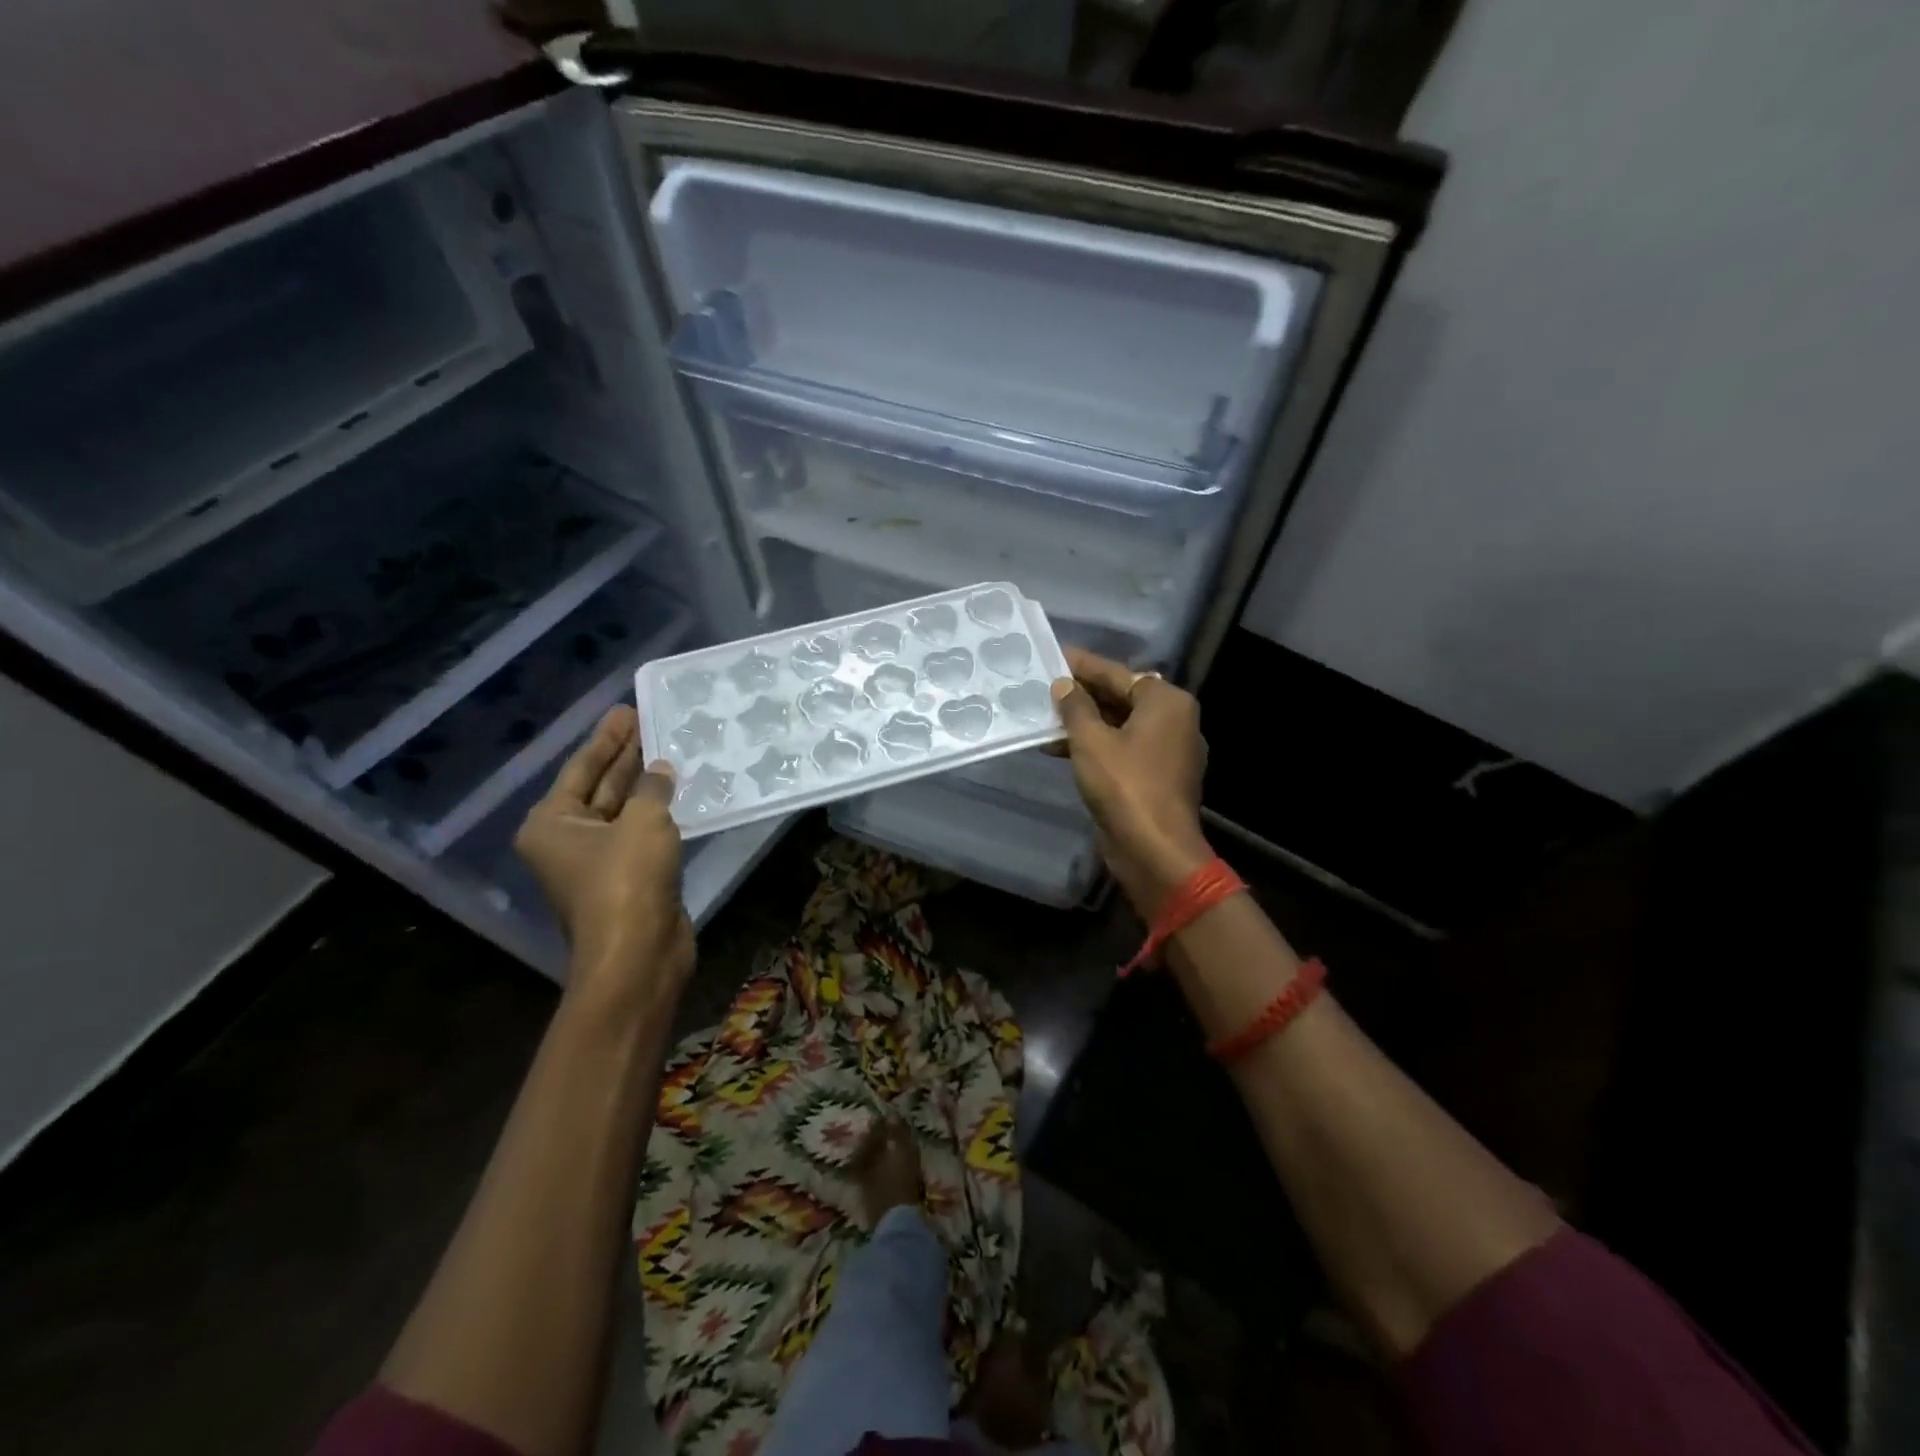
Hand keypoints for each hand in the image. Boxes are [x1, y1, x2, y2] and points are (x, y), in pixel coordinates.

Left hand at [514, 706, 692, 1000]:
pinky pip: (640, 834)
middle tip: (649, 722)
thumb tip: (660, 769)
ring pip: (622, 812)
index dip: (608, 738)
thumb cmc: (628, 879)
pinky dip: (657, 814)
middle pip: (599, 787)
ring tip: (669, 751)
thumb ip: (652, 788)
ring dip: (644, 786)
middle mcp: (567, 840)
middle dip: (625, 757)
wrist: (638, 952)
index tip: (627, 710)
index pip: (581, 767)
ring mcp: (597, 863)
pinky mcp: (627, 880)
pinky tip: (678, 794)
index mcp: (552, 823)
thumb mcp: (643, 821)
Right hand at [1050, 648, 1212, 918]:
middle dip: (1082, 695)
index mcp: (1166, 702)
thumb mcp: (1091, 741)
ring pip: (1119, 725)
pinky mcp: (1156, 776)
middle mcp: (1173, 720)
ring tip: (1044, 718)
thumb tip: (1064, 685)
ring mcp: (1167, 751)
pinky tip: (1059, 748)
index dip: (1083, 665)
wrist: (1154, 849)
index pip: (1118, 673)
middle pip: (1121, 697)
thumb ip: (1075, 707)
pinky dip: (1095, 745)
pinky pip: (1122, 749)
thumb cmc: (1124, 785)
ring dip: (1084, 722)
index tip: (1055, 655)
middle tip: (1045, 685)